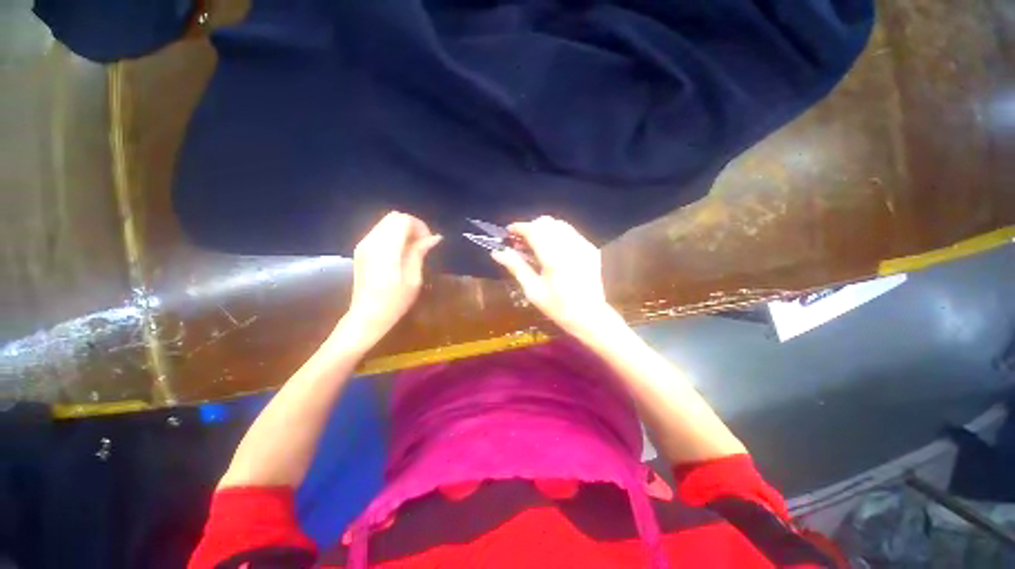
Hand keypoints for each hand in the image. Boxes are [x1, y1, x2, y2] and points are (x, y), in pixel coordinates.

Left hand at [343, 211, 441, 344]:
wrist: (367, 316)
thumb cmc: (395, 301)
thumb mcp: (413, 278)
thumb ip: (419, 252)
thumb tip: (434, 237)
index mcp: (386, 249)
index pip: (403, 220)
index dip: (420, 226)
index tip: (429, 241)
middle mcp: (372, 242)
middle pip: (393, 217)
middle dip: (412, 226)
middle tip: (423, 243)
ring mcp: (363, 245)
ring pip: (386, 223)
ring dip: (402, 230)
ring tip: (413, 248)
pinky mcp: (361, 250)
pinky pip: (379, 232)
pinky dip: (393, 235)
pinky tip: (400, 251)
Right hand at [491, 216, 617, 341]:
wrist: (590, 316)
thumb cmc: (558, 307)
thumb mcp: (533, 290)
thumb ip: (516, 266)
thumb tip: (497, 252)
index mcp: (553, 257)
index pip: (533, 230)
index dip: (519, 227)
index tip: (508, 232)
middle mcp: (570, 245)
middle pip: (547, 222)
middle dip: (531, 227)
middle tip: (521, 242)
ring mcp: (583, 245)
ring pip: (559, 225)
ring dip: (544, 230)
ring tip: (535, 245)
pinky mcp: (590, 249)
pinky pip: (571, 233)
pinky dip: (558, 235)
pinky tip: (553, 250)